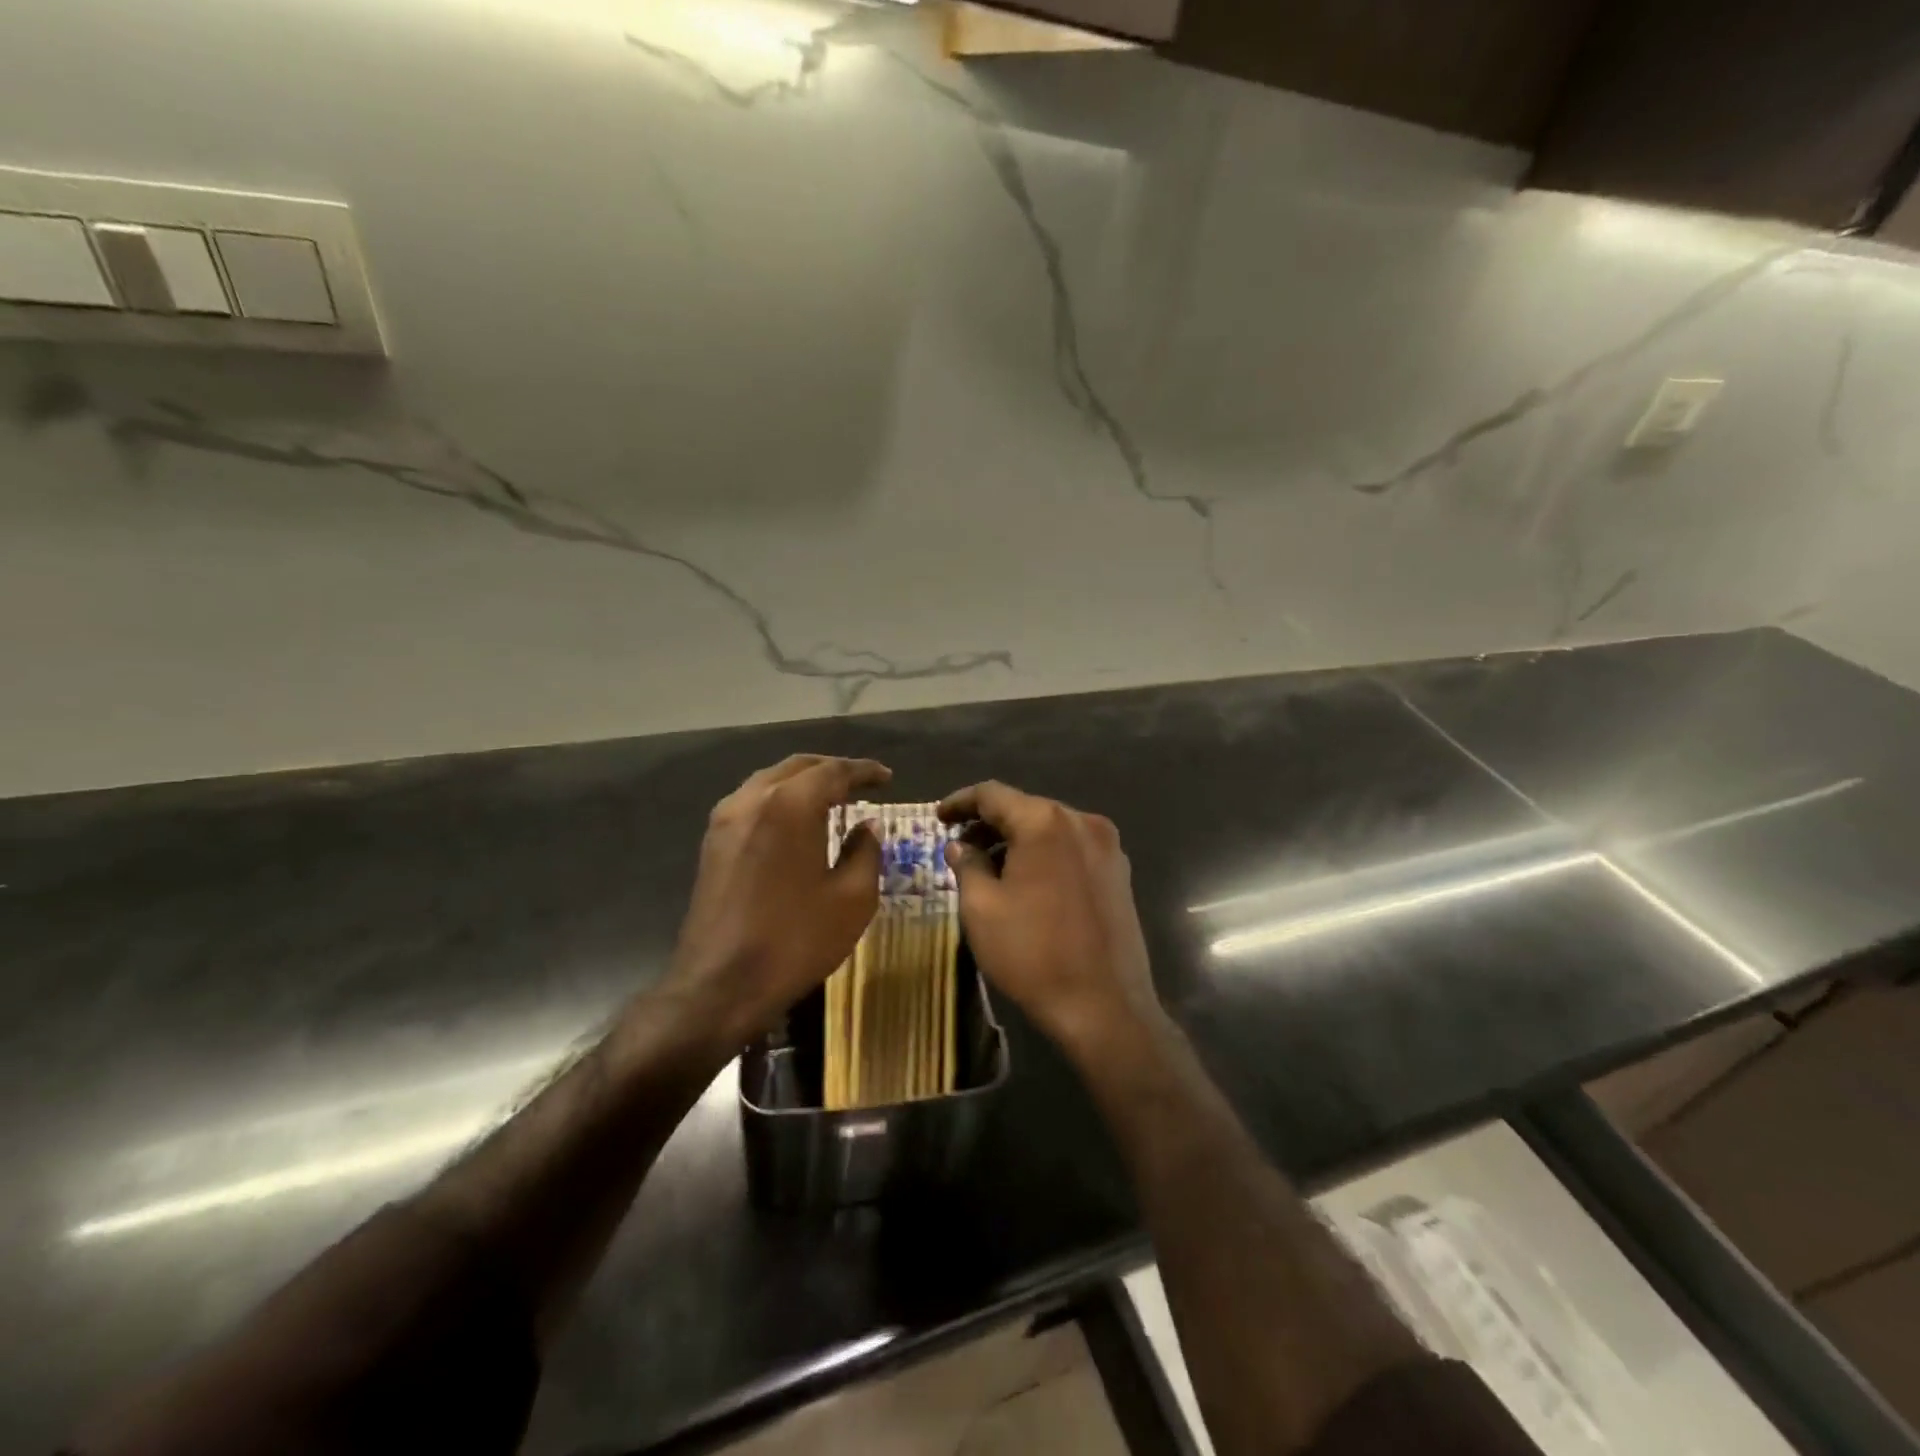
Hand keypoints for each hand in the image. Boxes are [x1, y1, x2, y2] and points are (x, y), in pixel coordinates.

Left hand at [667, 754, 889, 1046]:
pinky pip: (752, 802)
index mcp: (790, 805)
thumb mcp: (852, 899)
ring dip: (803, 783)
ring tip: (831, 798)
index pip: (834, 771)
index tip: (887, 776)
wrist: (719, 986)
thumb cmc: (795, 941)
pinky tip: (796, 822)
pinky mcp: (712, 842)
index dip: (864, 771)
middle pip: (798, 767)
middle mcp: (753, 799)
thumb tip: (867, 825)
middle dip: (832, 770)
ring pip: (771, 781)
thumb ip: (866, 851)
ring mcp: (726, 819)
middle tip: (861, 783)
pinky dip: (780, 800)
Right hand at [939, 781, 1162, 1056]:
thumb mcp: (982, 908)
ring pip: (1050, 829)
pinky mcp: (1120, 873)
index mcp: (1045, 821)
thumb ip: (967, 865)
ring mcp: (1108, 847)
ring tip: (989, 865)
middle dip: (989, 823)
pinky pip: (1072, 849)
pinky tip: (1026, 880)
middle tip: (959, 845)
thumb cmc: (1033, 954)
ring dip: (1017, 840)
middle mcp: (1082, 822)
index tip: (938, 818)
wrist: (1105, 1007)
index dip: (960, 802)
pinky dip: (1044, 855)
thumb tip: (960, 845)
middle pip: (1025, 808)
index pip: (993, 794)